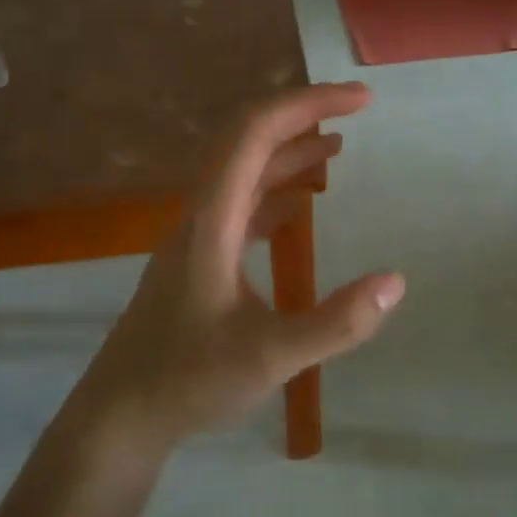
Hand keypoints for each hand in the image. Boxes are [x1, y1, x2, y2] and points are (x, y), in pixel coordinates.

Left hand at [64, 82, 404, 454]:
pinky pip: (241, 206)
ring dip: (289, 152)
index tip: (361, 101)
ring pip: (243, 173)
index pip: (256, 133)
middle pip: (247, 140)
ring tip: (338, 147)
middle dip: (302, 116)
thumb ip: (336, 323)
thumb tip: (396, 282)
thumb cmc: (188, 381)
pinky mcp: (199, 261)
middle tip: (356, 110)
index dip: (308, 104)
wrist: (120, 415)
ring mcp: (196, 238)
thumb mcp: (271, 357)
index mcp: (212, 220)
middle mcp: (201, 216)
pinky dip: (276, 192)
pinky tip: (301, 206)